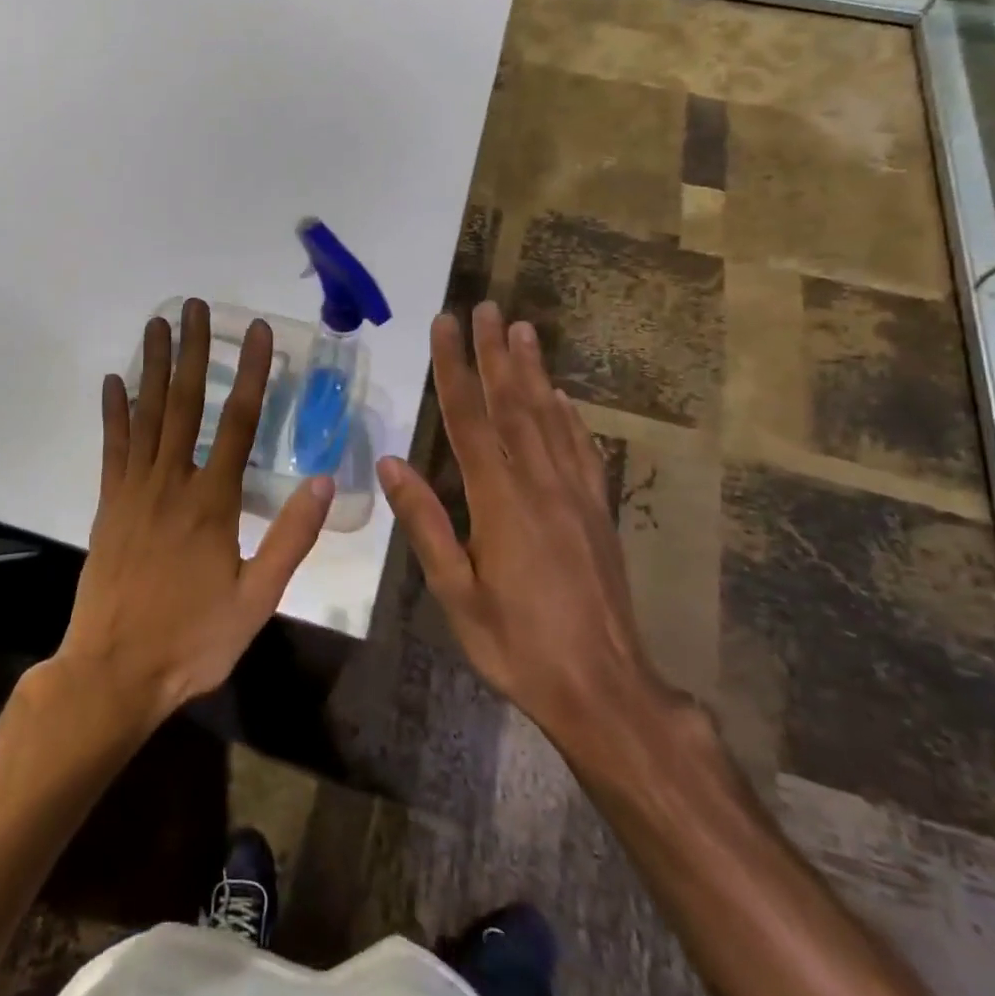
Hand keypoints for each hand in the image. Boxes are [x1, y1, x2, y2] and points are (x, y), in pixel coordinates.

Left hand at [51, 299, 334, 732]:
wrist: (115, 672)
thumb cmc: (193, 639)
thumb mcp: (257, 599)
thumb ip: (290, 538)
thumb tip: (325, 482)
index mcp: (212, 502)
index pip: (237, 423)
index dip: (250, 373)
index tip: (255, 331)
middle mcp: (172, 483)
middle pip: (185, 404)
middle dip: (192, 351)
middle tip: (194, 306)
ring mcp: (134, 491)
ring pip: (146, 415)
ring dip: (154, 367)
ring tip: (158, 324)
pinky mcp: (108, 505)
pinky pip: (112, 448)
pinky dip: (114, 412)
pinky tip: (114, 381)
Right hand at [377, 302, 672, 755]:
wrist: (604, 688)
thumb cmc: (516, 644)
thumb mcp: (456, 592)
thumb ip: (425, 523)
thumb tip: (390, 462)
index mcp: (500, 501)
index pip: (470, 419)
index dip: (455, 368)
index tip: (446, 324)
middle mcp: (541, 484)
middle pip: (514, 404)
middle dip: (497, 353)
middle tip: (488, 307)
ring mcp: (576, 495)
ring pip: (550, 418)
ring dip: (534, 371)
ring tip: (523, 330)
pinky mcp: (598, 512)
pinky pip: (582, 449)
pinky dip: (569, 415)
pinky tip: (562, 397)